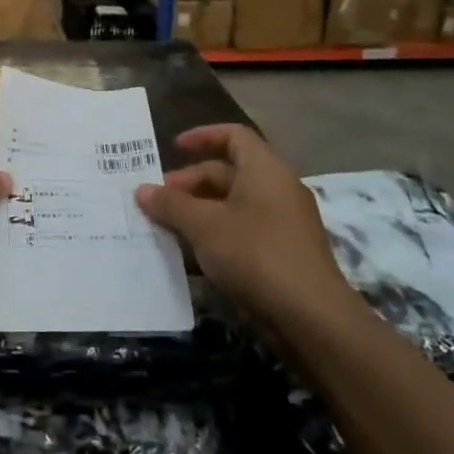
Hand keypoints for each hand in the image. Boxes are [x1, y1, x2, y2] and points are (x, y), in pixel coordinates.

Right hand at [134, 124, 355, 327]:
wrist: (311, 318)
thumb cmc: (255, 254)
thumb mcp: (204, 225)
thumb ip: (171, 204)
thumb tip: (142, 190)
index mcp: (265, 170)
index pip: (233, 135)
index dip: (201, 136)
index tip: (172, 148)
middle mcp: (278, 189)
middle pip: (229, 172)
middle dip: (190, 183)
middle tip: (158, 201)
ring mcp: (284, 223)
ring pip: (234, 205)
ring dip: (199, 212)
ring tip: (167, 228)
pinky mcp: (284, 254)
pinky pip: (244, 231)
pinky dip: (217, 234)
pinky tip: (192, 255)